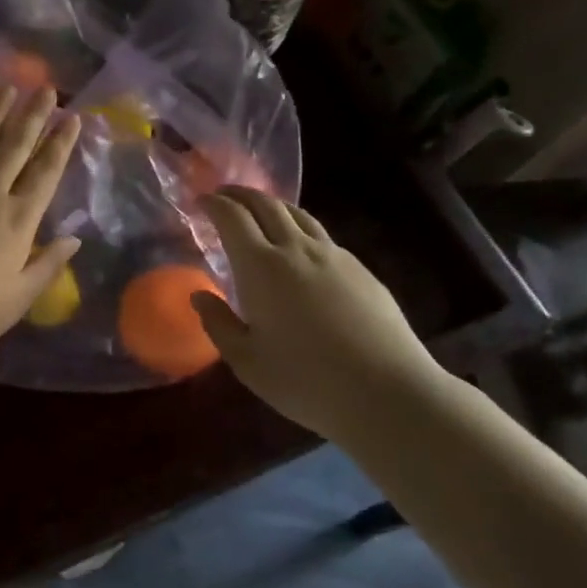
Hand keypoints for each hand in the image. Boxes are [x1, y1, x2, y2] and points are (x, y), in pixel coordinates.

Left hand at [0, 88, 81, 372]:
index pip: (45, 173)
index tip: (72, 117)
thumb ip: (47, 265)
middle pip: (14, 147)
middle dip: (33, 116)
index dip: (60, 143)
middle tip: (46, 88)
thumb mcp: (17, 300)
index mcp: (16, 222)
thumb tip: (74, 238)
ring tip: (8, 89)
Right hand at [191, 187, 443, 434]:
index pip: (232, 218)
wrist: (387, 392)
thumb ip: (218, 324)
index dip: (214, 203)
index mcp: (260, 267)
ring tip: (260, 213)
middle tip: (224, 197)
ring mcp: (334, 256)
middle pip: (266, 204)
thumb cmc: (305, 380)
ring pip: (298, 215)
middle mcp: (296, 249)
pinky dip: (299, 229)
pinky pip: (322, 236)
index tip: (201, 200)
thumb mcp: (246, 361)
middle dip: (241, 194)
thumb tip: (199, 296)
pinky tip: (300, 250)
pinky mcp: (361, 269)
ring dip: (272, 205)